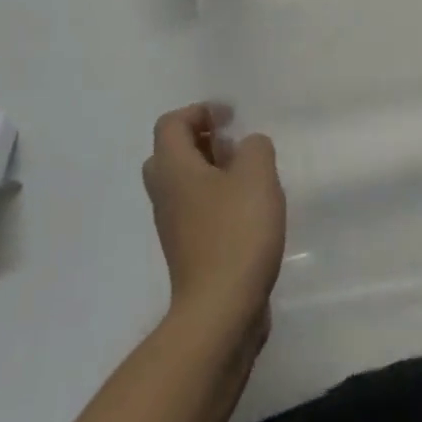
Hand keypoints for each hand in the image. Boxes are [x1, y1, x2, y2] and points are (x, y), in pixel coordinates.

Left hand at [142, 105, 285, 337]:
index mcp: (173, 168)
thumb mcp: (257, 174)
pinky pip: (195, 211)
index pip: (171, 124)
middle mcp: (164, 193)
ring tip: (249, 177)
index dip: (199, 112)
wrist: (221, 309)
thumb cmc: (236, 232)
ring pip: (183, 184)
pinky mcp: (187, 251)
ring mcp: (172, 226)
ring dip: (211, 172)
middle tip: (233, 145)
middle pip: (171, 153)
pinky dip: (216, 200)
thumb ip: (255, 147)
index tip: (230, 118)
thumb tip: (247, 147)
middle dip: (202, 141)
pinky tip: (249, 212)